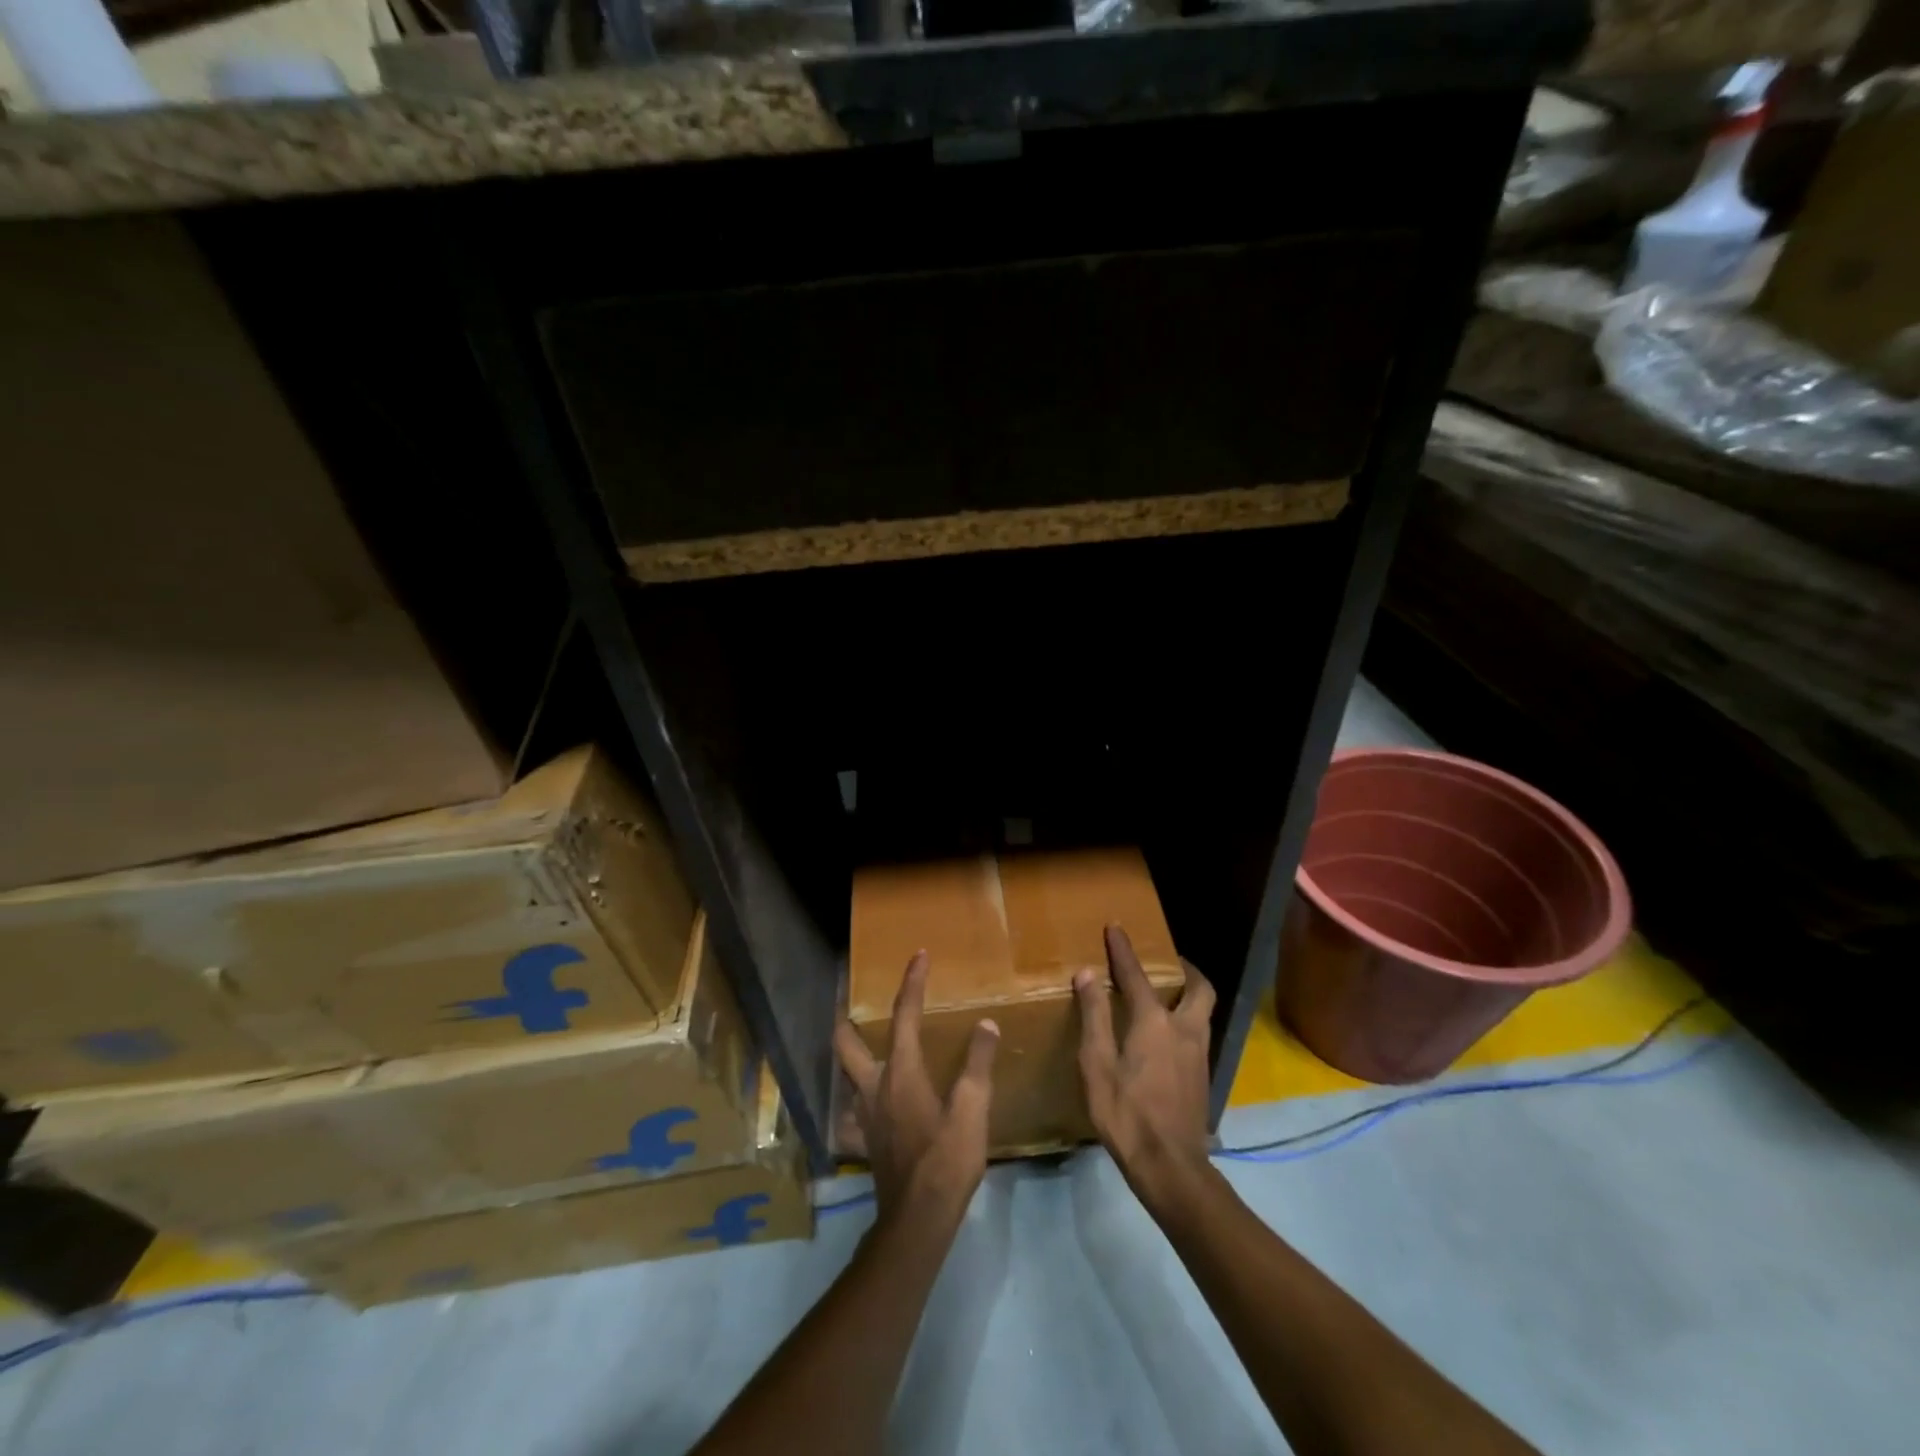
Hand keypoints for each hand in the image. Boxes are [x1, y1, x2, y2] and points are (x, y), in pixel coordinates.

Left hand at [835, 951, 999, 1223]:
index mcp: (901, 1071)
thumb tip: (985, 1024)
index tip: (918, 956)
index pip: (905, 1014)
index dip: (912, 982)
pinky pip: (853, 1115)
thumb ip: (977, 1064)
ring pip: (845, 1075)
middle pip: (846, 1043)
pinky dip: (856, 1104)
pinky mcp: (865, 1141)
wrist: (918, 1220)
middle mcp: (874, 1086)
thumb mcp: (973, 1109)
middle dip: (846, 1017)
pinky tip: (867, 1108)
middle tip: (849, 1000)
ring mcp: (865, 1116)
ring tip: (862, 1046)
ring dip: (849, 1055)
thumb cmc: (947, 1159)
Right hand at [1075, 925, 1215, 1207]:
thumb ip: (1094, 1016)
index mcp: (1154, 1022)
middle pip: (1198, 987)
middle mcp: (1184, 1029)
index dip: (1123, 950)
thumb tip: (1088, 973)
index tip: (1115, 928)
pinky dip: (1188, 1018)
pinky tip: (1169, 1035)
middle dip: (1185, 968)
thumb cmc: (1126, 1114)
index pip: (1136, 975)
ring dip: (1190, 993)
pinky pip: (1200, 1031)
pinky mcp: (1203, 1075)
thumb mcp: (1097, 1064)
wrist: (1170, 1167)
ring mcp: (1200, 1054)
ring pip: (1204, 1010)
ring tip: (1168, 993)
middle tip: (1167, 962)